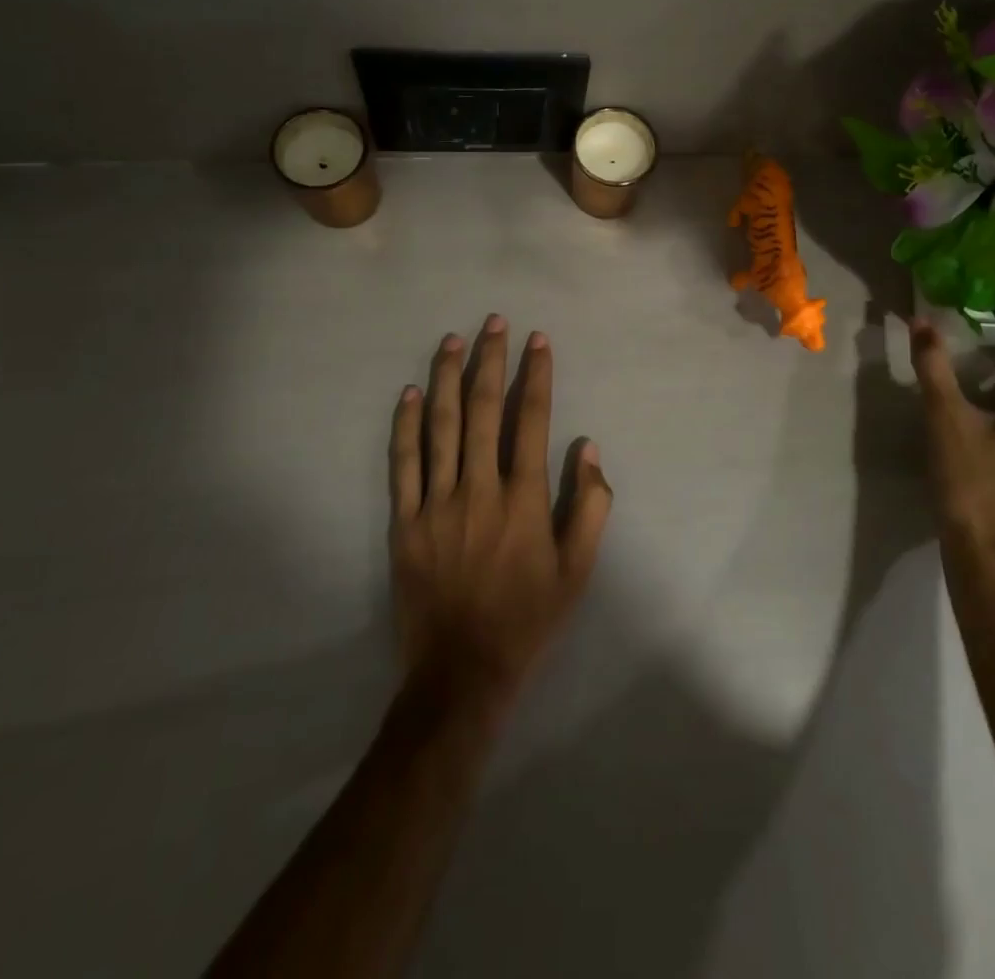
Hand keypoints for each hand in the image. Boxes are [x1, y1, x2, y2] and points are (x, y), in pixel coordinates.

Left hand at [388, 314, 612, 720]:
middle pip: (484, 410)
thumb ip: (591, 507)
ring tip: (452, 340)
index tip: (537, 341)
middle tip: (494, 322)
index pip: (532, 420)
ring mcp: (437, 504)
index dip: (536, 376)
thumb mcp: (579, 570)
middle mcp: (479, 489)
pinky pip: (403, 464)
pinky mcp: (405, 522)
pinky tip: (411, 394)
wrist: (462, 671)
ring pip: (441, 427)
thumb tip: (588, 449)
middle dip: (491, 361)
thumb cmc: (528, 617)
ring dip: (448, 378)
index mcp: (524, 499)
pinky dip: (406, 426)